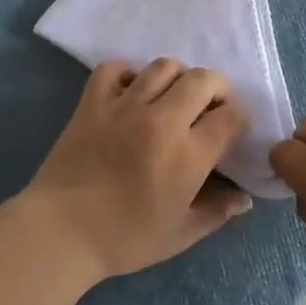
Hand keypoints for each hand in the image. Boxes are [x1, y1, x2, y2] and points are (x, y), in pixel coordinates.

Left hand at [24, 59, 251, 280]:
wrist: (61, 231)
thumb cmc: (125, 238)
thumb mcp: (180, 234)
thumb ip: (216, 212)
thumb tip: (244, 200)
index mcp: (188, 154)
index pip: (230, 116)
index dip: (239, 118)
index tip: (232, 128)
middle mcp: (162, 120)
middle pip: (203, 79)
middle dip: (217, 88)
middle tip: (210, 107)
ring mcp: (124, 105)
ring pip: (163, 66)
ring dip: (177, 76)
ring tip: (173, 96)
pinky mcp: (93, 102)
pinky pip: (114, 67)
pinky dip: (127, 72)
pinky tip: (131, 91)